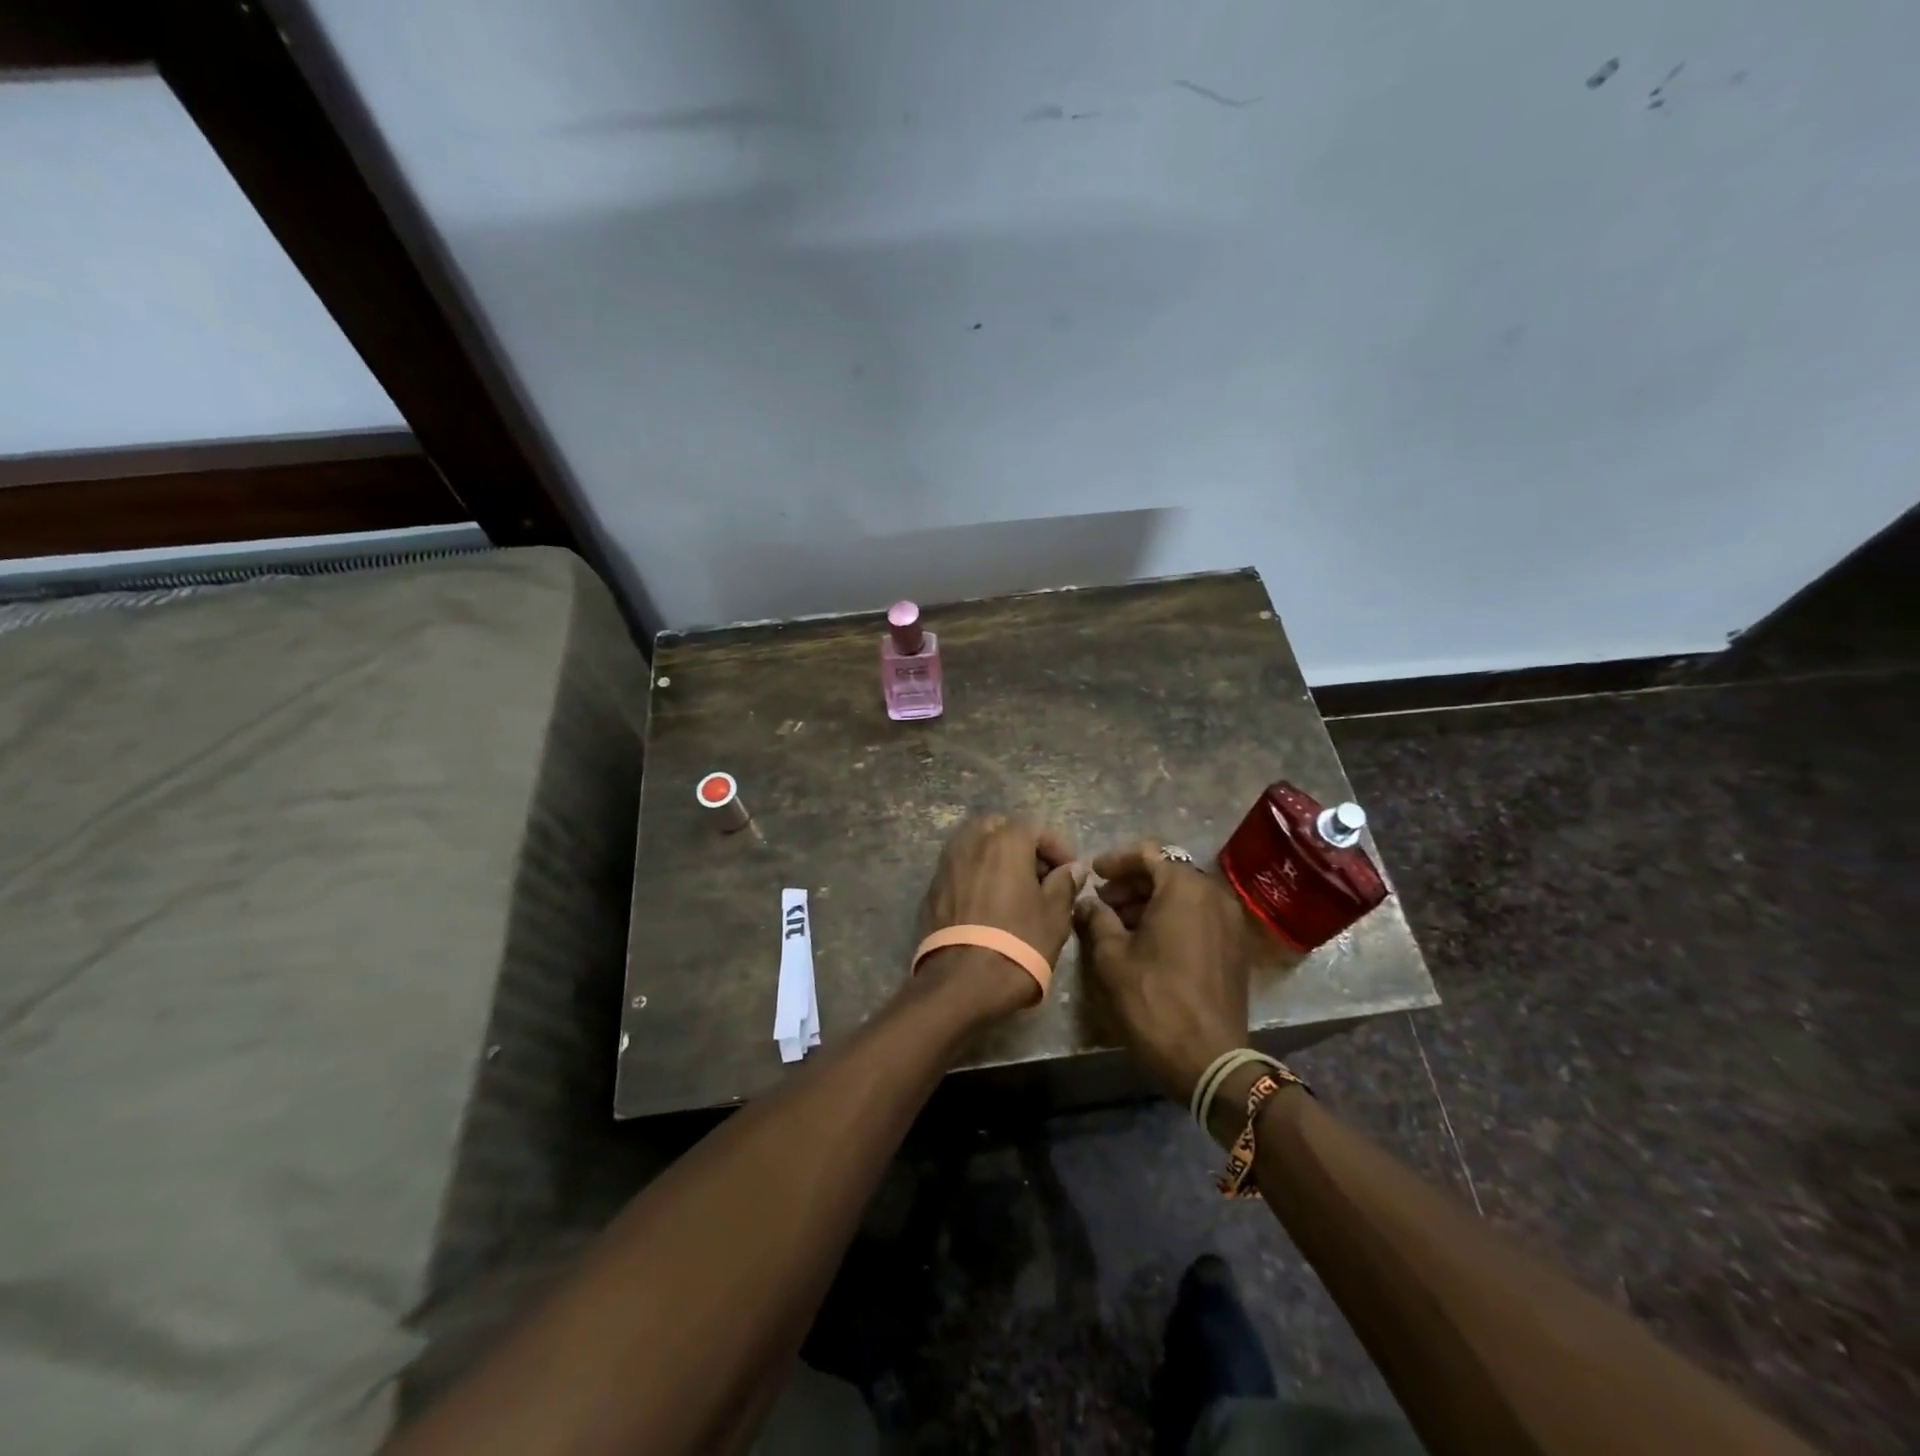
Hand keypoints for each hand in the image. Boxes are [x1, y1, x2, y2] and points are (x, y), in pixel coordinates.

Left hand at [917, 814, 1083, 1019]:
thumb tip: (1072, 868)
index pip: (1036, 827)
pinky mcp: (932, 888)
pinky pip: (960, 868)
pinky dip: (977, 875)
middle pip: (1000, 828)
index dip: (1058, 847)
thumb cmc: (1018, 943)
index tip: (1070, 872)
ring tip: (1015, 889)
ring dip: (996, 858)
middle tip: (1039, 875)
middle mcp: (971, 842)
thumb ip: (1064, 884)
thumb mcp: (1055, 915)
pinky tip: (989, 904)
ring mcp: (947, 863)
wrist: (961, 983)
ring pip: (975, 845)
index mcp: (1005, 841)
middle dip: (1022, 845)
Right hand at [1074, 840, 1259, 1101]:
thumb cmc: (1155, 1000)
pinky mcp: (1235, 946)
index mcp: (1185, 888)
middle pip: (1168, 872)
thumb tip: (1087, 903)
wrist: (1210, 1059)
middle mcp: (1214, 895)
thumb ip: (1097, 919)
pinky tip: (1147, 940)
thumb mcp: (1112, 957)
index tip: (1093, 874)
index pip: (1147, 854)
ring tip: (1118, 922)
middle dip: (1132, 882)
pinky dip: (1172, 917)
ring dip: (1151, 901)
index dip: (1116, 861)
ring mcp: (1231, 921)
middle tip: (1102, 900)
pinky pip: (1199, 916)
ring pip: (1184, 895)